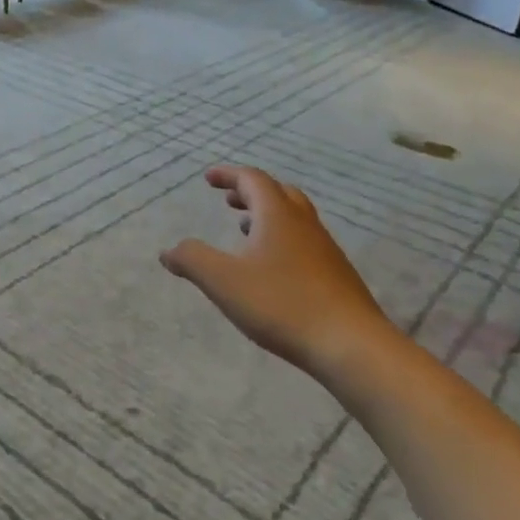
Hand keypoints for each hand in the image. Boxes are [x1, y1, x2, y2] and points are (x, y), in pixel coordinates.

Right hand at [161, 166, 398, 383]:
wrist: (351, 344)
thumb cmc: (282, 304)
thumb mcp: (223, 281)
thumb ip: (192, 260)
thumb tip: (168, 251)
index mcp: (277, 216)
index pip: (253, 179)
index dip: (229, 175)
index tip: (208, 179)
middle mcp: (304, 224)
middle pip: (279, 193)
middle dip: (251, 192)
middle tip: (229, 200)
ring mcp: (324, 250)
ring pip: (294, 218)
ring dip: (267, 216)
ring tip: (245, 231)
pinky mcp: (336, 276)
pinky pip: (304, 243)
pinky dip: (282, 240)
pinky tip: (272, 269)